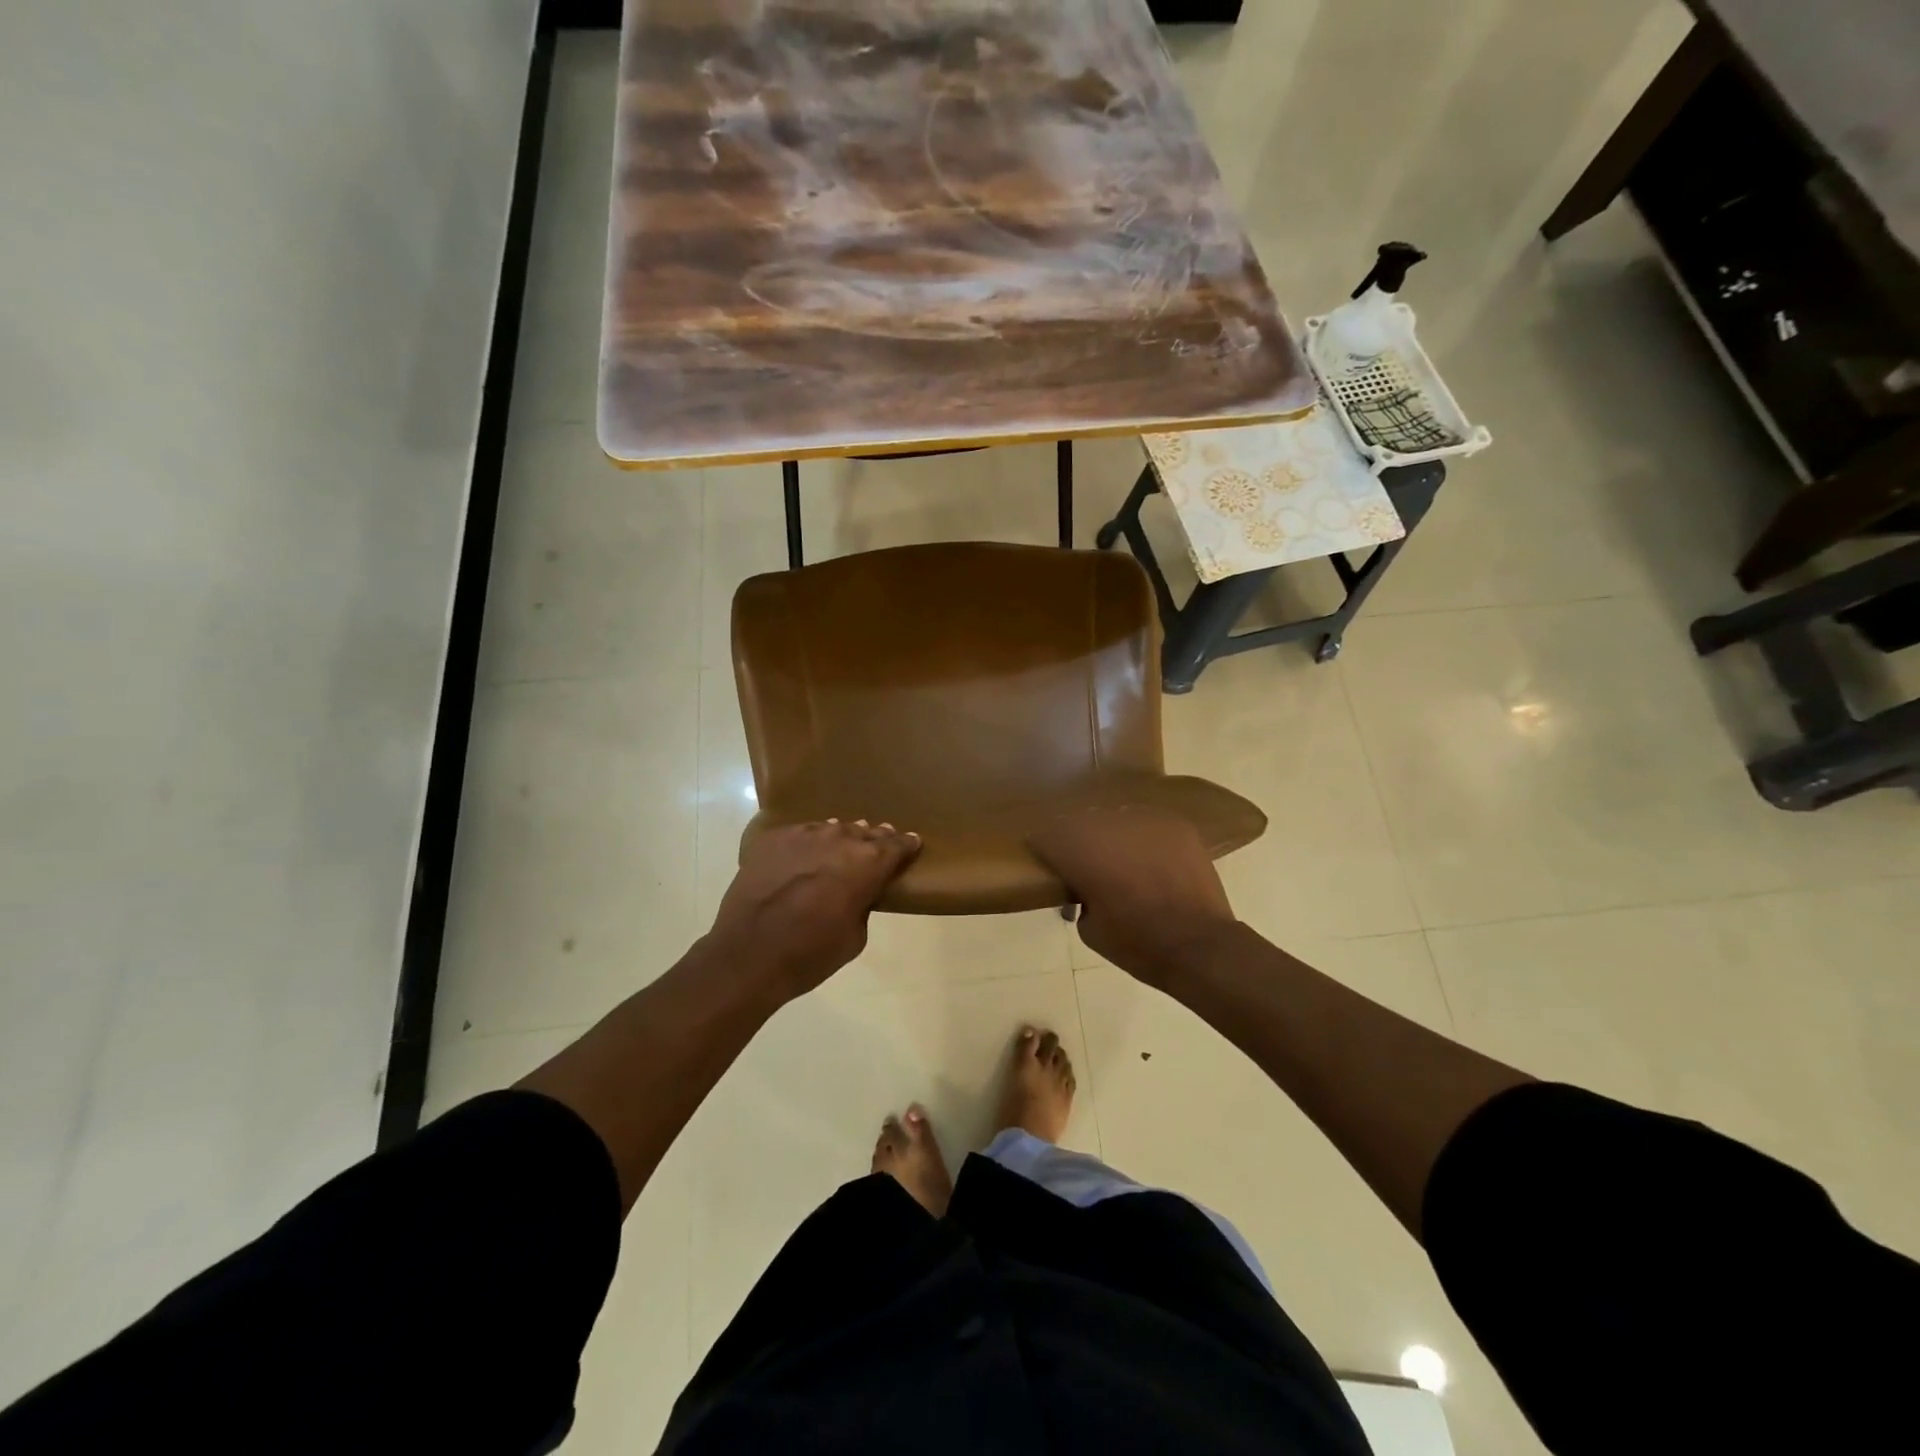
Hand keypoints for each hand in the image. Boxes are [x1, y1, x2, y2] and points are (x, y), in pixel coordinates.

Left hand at [708, 819, 920, 998]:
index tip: (912, 842)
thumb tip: (856, 892)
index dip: (906, 844)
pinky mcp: (773, 839)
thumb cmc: (810, 953)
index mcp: (868, 863)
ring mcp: (803, 834)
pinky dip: (808, 842)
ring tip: (843, 844)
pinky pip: (800, 834)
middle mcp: (839, 839)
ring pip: (831, 829)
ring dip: (841, 837)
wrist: (749, 954)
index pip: (896, 845)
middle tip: (880, 841)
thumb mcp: (855, 936)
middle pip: (865, 832)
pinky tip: (804, 853)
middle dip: (875, 838)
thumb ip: (862, 904)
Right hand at [1029, 808, 1237, 985]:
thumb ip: (1079, 898)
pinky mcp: (1175, 824)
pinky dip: (1143, 838)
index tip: (1047, 861)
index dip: (1043, 848)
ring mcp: (1144, 821)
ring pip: (1114, 818)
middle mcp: (1108, 828)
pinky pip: (1148, 822)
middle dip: (1078, 841)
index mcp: (1080, 853)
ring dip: (1111, 836)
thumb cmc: (1138, 945)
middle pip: (1079, 822)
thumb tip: (1083, 889)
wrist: (1200, 946)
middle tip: (1085, 864)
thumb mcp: (1090, 930)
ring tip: (1122, 859)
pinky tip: (1150, 858)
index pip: (1045, 835)